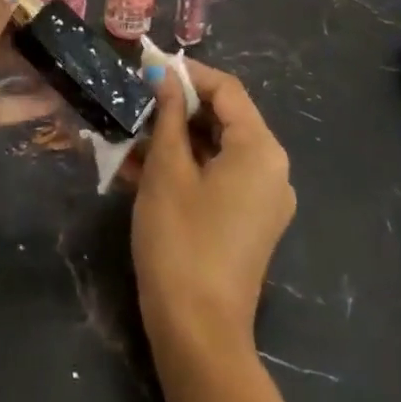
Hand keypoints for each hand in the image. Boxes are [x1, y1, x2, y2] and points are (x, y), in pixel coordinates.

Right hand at [132, 60, 294, 355]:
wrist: (198, 333)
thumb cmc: (180, 239)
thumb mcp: (166, 169)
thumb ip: (167, 115)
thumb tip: (164, 75)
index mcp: (260, 150)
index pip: (226, 89)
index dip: (186, 74)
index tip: (147, 68)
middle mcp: (271, 169)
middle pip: (224, 118)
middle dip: (176, 107)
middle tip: (134, 102)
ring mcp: (263, 199)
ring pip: (216, 148)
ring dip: (174, 138)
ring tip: (129, 136)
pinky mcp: (248, 222)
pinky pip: (217, 177)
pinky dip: (184, 167)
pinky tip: (140, 167)